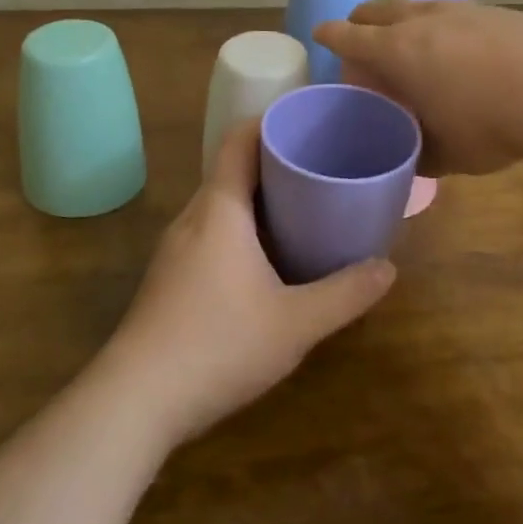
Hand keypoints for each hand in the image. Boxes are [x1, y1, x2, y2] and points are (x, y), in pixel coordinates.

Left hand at [102, 121, 396, 446]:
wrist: (135, 401)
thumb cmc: (218, 345)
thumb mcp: (296, 323)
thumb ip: (346, 294)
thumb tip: (387, 268)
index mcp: (220, 210)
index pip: (239, 141)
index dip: (271, 122)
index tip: (309, 123)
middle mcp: (193, 219)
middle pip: (232, 170)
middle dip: (276, 163)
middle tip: (322, 167)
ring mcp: (176, 250)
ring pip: (222, 206)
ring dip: (259, 200)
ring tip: (304, 208)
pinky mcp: (170, 279)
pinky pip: (212, 234)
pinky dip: (243, 230)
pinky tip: (269, 261)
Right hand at [313, 0, 522, 175]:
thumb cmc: (489, 128)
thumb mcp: (445, 154)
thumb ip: (418, 151)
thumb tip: (410, 156)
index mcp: (399, 52)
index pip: (349, 36)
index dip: (330, 34)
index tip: (320, 33)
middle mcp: (424, 21)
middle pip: (379, 10)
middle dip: (362, 19)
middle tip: (359, 32)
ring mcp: (462, 11)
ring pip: (418, 3)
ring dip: (403, 15)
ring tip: (408, 32)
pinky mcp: (496, 11)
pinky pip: (456, 10)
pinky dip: (443, 21)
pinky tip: (460, 39)